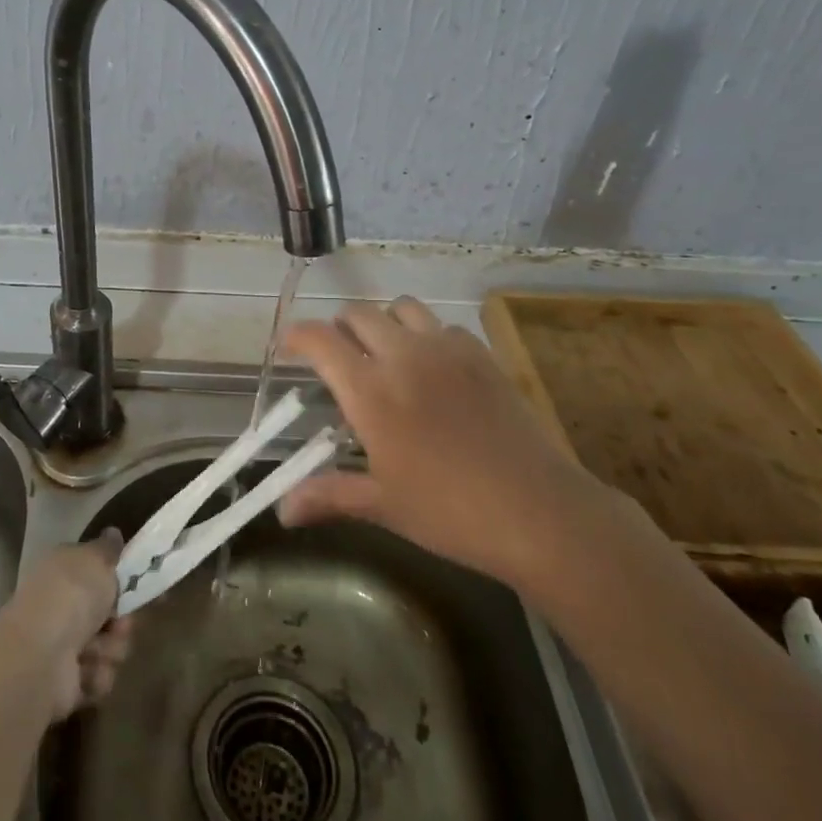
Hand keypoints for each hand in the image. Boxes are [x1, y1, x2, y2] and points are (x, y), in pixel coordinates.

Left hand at [0, 533, 135, 722]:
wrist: (41, 655)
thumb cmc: (71, 596)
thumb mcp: (96, 559)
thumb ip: (108, 548)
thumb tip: (113, 533)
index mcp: (64, 571)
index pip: (97, 573)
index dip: (122, 581)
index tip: (143, 587)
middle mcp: (61, 606)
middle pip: (108, 614)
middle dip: (121, 622)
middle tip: (121, 623)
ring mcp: (61, 646)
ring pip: (109, 646)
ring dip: (111, 649)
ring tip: (97, 650)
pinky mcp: (66, 683)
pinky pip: (99, 676)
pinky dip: (97, 674)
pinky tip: (86, 671)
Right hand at [277, 298, 609, 587]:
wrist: (539, 512)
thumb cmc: (450, 512)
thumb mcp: (383, 505)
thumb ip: (328, 495)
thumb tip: (282, 511)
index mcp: (370, 391)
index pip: (319, 341)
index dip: (296, 336)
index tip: (289, 347)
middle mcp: (403, 356)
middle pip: (358, 314)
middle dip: (339, 328)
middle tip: (339, 358)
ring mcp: (446, 350)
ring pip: (401, 307)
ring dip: (383, 322)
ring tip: (385, 353)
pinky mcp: (481, 355)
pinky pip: (443, 325)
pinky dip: (426, 335)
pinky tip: (433, 368)